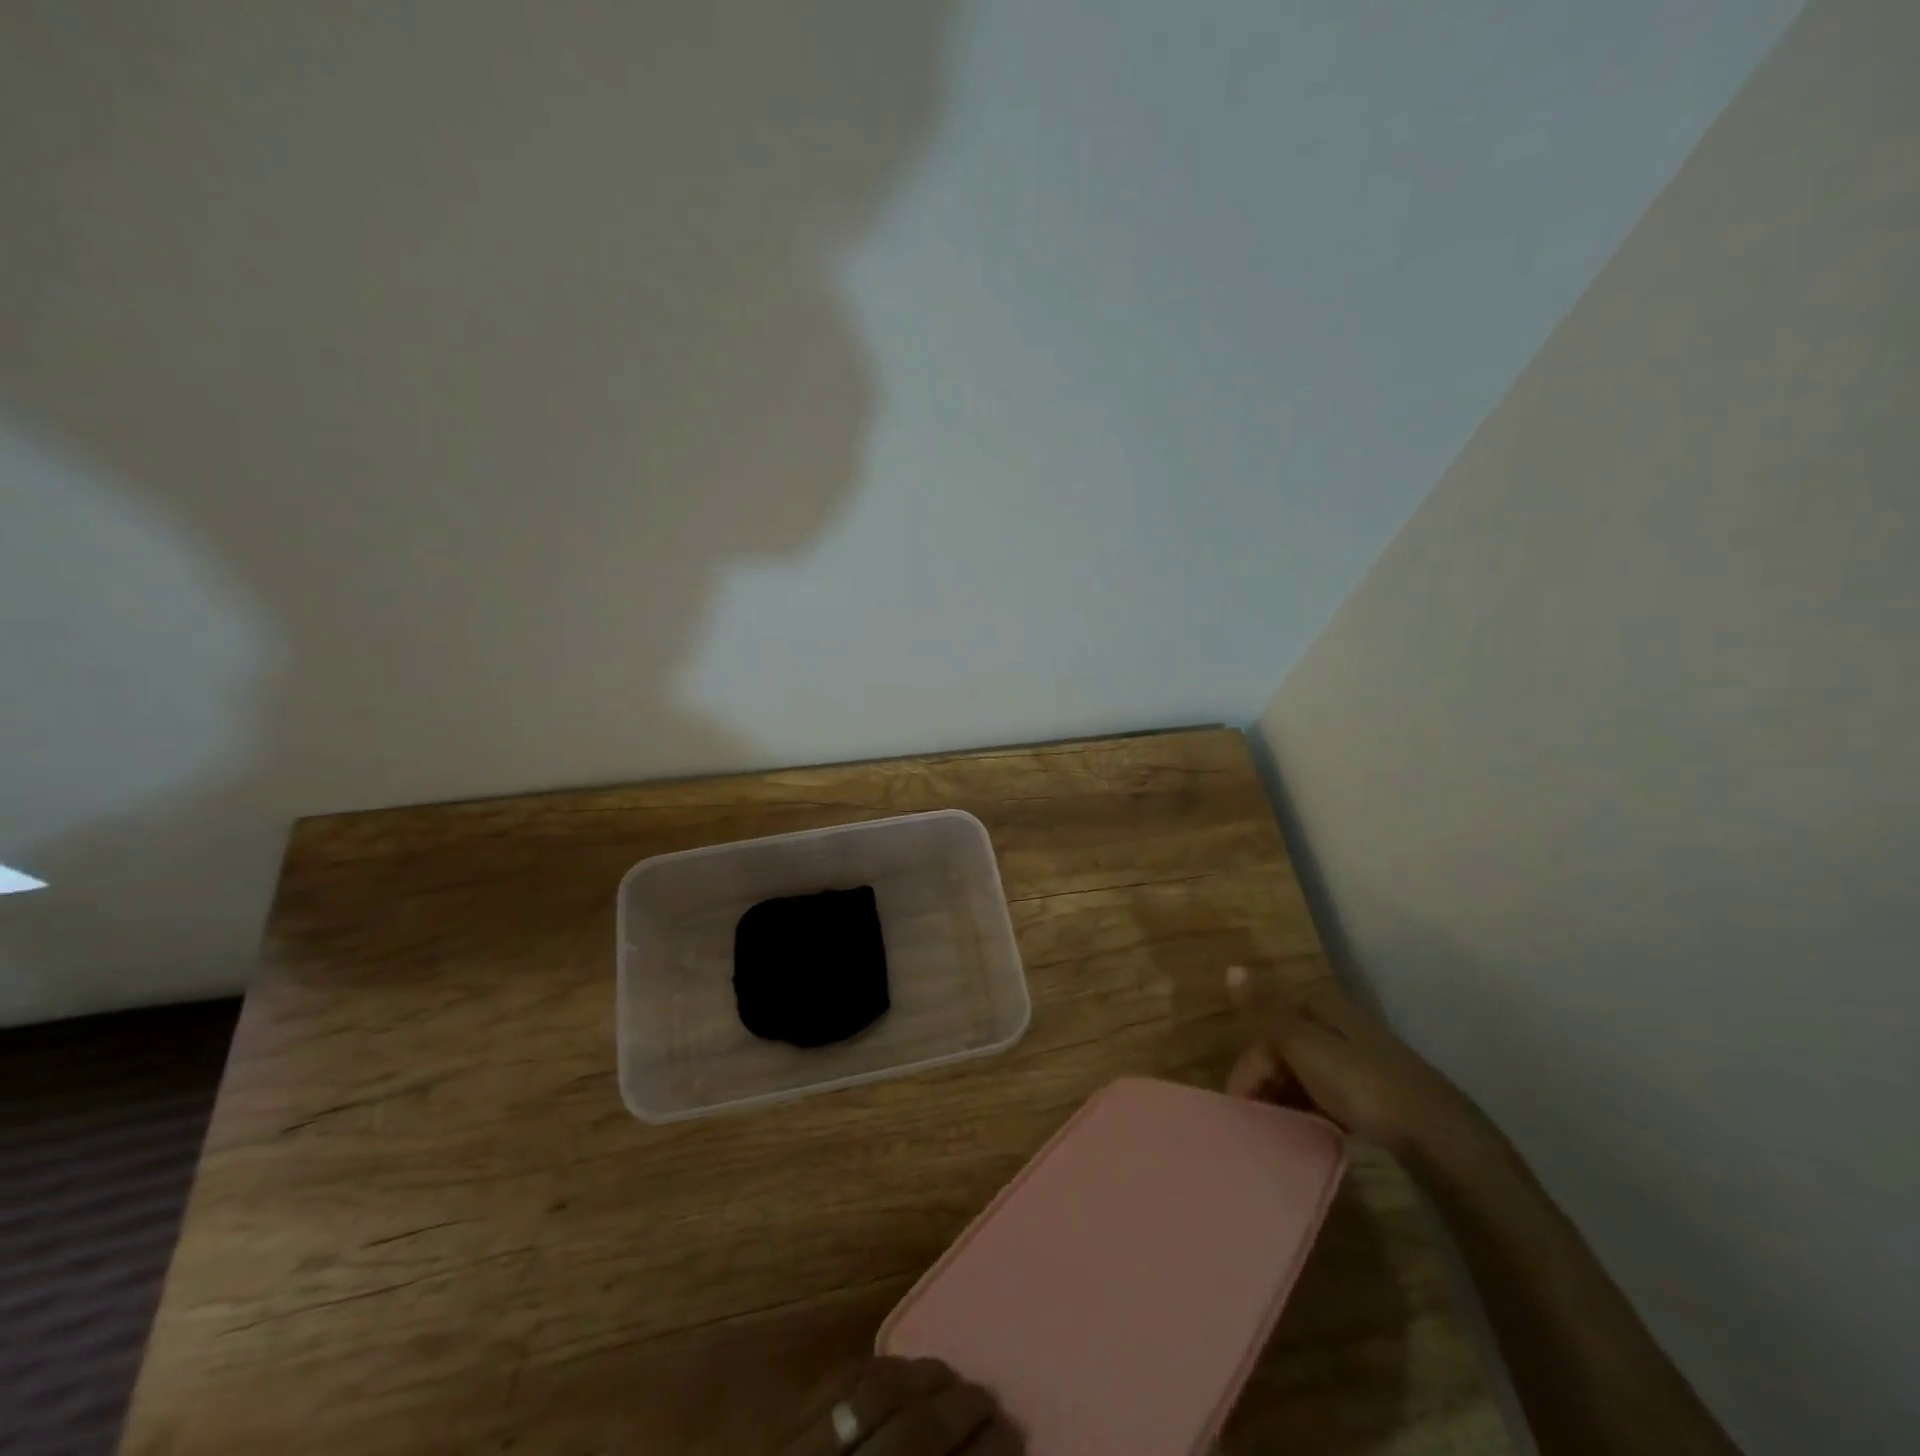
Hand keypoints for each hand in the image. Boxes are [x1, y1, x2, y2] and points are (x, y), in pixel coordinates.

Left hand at [780, 1357, 1022, 1455]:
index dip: (986, 1455)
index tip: (1014, 1433)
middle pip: (914, 1434)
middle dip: (960, 1410)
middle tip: (988, 1400)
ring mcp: (803, 1452)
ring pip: (875, 1394)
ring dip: (920, 1377)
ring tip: (947, 1375)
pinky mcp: (774, 1426)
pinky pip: (836, 1380)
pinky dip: (875, 1369)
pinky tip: (897, 1370)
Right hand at [1224, 965, 1486, 1158]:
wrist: (1439, 1137)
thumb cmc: (1362, 1085)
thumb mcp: (1304, 1046)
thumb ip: (1265, 1012)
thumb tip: (1231, 969)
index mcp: (1321, 1006)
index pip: (1268, 1023)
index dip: (1251, 1061)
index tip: (1242, 1103)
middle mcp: (1338, 1024)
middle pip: (1285, 1046)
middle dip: (1266, 1079)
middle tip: (1259, 1120)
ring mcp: (1359, 1058)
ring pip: (1305, 1071)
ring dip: (1286, 1096)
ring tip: (1280, 1129)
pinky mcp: (1375, 1091)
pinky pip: (1327, 1093)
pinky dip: (1311, 1108)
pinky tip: (1310, 1129)